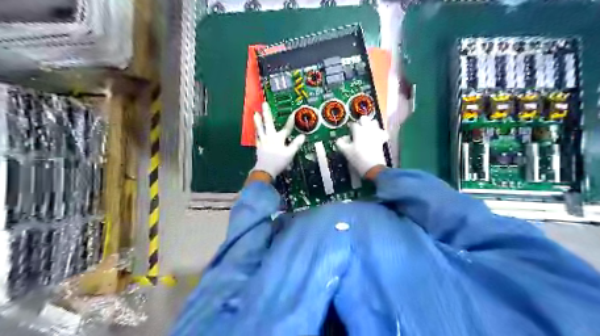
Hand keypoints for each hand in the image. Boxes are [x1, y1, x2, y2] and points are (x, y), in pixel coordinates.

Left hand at [251, 102, 304, 179]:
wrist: (265, 170)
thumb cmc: (278, 162)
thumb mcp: (290, 154)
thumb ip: (295, 144)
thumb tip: (302, 136)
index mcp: (278, 138)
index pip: (286, 128)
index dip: (290, 121)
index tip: (293, 113)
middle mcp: (270, 137)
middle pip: (268, 123)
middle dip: (267, 113)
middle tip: (264, 103)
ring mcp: (263, 141)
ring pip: (260, 128)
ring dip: (257, 121)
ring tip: (254, 113)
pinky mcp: (259, 146)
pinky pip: (257, 137)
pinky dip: (256, 133)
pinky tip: (256, 131)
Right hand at [335, 115, 386, 178]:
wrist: (373, 168)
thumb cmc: (357, 158)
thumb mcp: (345, 151)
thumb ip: (340, 143)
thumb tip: (339, 139)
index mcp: (358, 130)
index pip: (352, 124)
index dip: (349, 128)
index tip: (347, 132)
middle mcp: (368, 129)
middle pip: (364, 118)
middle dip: (360, 122)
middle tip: (356, 130)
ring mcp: (376, 133)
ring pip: (374, 122)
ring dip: (370, 125)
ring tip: (366, 132)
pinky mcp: (382, 139)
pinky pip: (381, 132)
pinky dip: (379, 133)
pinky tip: (375, 137)